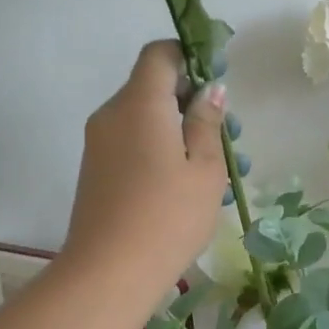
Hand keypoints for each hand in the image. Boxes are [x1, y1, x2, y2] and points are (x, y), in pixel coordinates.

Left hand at [61, 41, 228, 297]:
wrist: (108, 273)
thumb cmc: (168, 217)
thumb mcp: (204, 169)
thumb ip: (207, 123)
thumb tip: (210, 91)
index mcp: (139, 104)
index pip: (160, 54)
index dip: (191, 57)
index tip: (219, 81)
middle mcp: (112, 115)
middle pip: (154, 89)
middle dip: (194, 104)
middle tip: (231, 138)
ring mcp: (100, 145)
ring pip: (147, 121)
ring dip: (183, 133)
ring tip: (222, 171)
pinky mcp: (97, 172)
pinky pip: (134, 145)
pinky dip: (163, 152)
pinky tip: (190, 187)